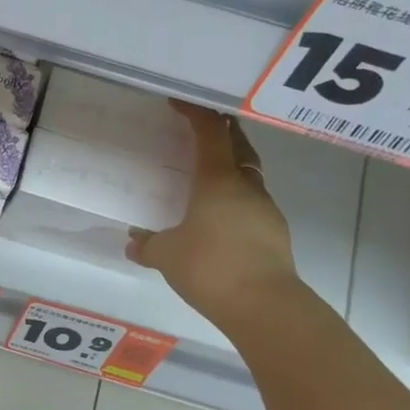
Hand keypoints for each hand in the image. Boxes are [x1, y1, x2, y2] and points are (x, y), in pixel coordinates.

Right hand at [127, 102, 303, 330]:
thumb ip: (148, 245)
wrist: (264, 305)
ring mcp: (266, 209)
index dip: (196, 114)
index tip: (179, 104)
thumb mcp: (167, 256)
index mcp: (218, 181)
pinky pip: (253, 203)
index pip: (210, 134)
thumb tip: (134, 242)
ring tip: (210, 175)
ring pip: (250, 175)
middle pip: (239, 146)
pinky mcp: (275, 233)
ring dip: (233, 166)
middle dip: (223, 132)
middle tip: (203, 128)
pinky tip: (222, 217)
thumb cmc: (210, 267)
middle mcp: (246, 187)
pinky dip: (238, 199)